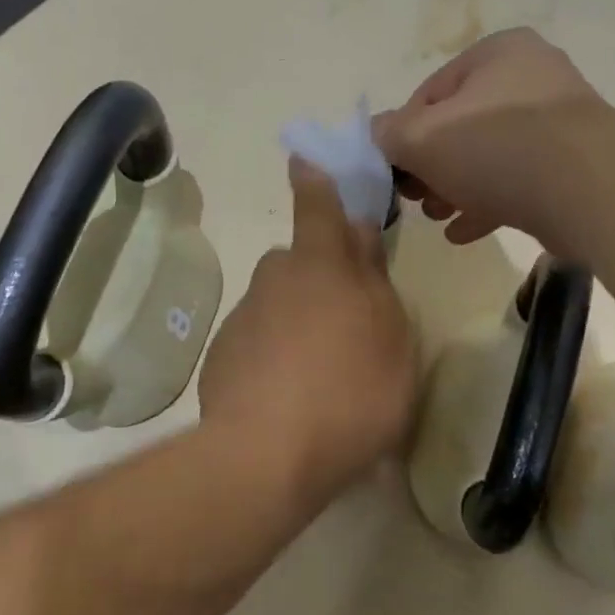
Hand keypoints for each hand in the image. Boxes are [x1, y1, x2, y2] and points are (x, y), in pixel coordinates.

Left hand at [199, 160, 417, 506]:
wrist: (265, 455)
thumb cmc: (351, 393)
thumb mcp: (392, 341)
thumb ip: (375, 283)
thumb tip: (360, 237)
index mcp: (322, 266)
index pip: (319, 207)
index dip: (316, 181)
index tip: (304, 159)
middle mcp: (275, 279)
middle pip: (300, 264)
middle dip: (321, 278)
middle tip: (347, 325)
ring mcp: (243, 318)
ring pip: (278, 305)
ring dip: (298, 324)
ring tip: (321, 378)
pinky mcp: (221, 356)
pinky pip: (257, 343)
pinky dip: (273, 358)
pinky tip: (287, 399)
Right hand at [375, 28, 605, 251]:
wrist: (590, 190)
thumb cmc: (495, 148)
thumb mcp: (421, 139)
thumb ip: (388, 135)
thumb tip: (375, 135)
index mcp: (496, 54)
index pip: (429, 94)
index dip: (403, 135)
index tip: (394, 171)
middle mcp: (530, 78)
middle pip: (459, 126)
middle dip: (430, 167)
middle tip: (414, 197)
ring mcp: (557, 123)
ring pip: (488, 157)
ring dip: (454, 187)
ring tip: (436, 215)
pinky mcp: (573, 166)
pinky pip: (518, 181)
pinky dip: (487, 203)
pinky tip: (462, 232)